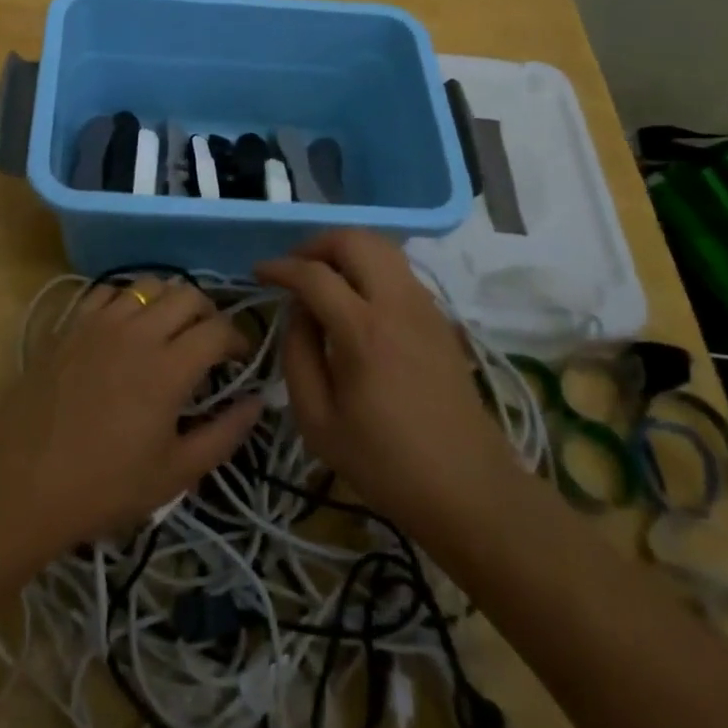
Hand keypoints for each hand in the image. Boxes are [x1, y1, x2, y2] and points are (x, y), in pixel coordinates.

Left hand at [0, 278, 262, 552]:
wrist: (21, 483)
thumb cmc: (104, 486)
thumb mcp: (175, 473)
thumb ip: (225, 434)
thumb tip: (258, 402)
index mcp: (169, 367)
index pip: (219, 329)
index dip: (238, 340)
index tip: (239, 360)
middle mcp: (137, 332)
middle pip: (187, 294)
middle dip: (208, 313)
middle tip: (208, 343)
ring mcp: (98, 322)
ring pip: (148, 285)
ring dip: (169, 301)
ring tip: (168, 330)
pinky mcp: (69, 324)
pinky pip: (107, 292)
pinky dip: (127, 301)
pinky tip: (126, 327)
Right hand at [257, 231, 512, 533]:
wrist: (468, 488)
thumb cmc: (385, 463)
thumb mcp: (317, 421)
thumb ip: (297, 355)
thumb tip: (297, 311)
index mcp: (363, 331)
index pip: (313, 274)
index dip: (280, 267)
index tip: (259, 273)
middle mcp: (397, 304)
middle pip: (355, 240)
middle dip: (315, 244)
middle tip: (293, 269)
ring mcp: (425, 307)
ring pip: (382, 247)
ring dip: (345, 251)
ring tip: (321, 278)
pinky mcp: (440, 318)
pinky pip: (400, 270)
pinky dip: (370, 267)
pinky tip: (355, 299)